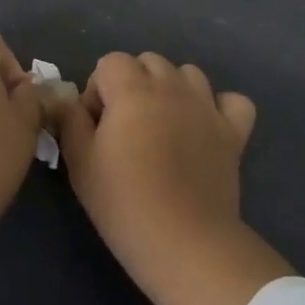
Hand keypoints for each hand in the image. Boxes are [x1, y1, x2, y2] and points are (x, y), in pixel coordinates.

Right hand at [61, 51, 258, 284]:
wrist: (184, 243)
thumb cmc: (124, 204)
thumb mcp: (80, 163)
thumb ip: (71, 121)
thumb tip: (71, 100)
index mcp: (132, 91)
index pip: (110, 62)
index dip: (98, 90)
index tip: (97, 126)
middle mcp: (172, 87)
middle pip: (149, 61)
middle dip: (133, 83)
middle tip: (126, 126)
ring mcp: (207, 107)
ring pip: (188, 73)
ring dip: (172, 89)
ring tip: (164, 125)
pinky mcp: (233, 132)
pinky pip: (233, 101)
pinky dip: (219, 107)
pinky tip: (205, 127)